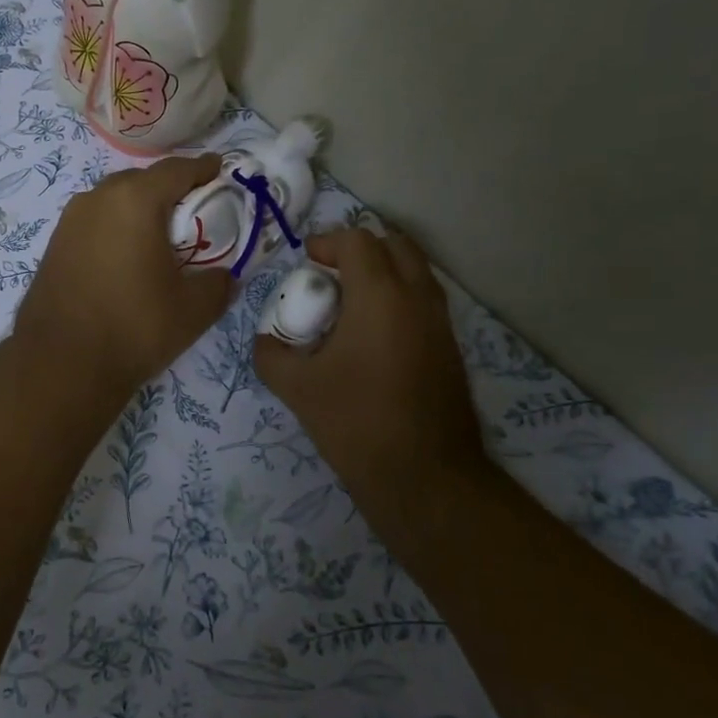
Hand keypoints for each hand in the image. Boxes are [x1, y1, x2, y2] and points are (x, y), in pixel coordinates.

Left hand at [13, 154, 233, 402]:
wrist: (60, 364)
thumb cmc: (134, 327)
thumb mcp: (194, 309)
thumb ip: (220, 283)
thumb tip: (225, 276)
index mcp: (135, 200)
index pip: (177, 170)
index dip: (203, 168)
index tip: (220, 171)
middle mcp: (98, 198)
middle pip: (143, 180)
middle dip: (170, 189)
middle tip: (194, 211)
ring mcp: (70, 220)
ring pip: (114, 200)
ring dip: (139, 208)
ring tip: (160, 235)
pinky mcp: (55, 244)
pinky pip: (95, 222)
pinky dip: (116, 227)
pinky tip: (126, 255)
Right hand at [254, 227, 480, 550]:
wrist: (425, 477)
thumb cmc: (357, 423)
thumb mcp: (297, 388)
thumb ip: (271, 355)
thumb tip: (266, 342)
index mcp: (380, 296)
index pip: (357, 241)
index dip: (327, 242)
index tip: (305, 261)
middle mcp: (417, 298)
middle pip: (395, 245)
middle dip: (360, 249)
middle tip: (331, 273)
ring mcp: (441, 323)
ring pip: (415, 273)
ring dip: (383, 273)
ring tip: (350, 304)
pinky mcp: (451, 349)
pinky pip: (424, 303)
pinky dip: (399, 299)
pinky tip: (372, 337)